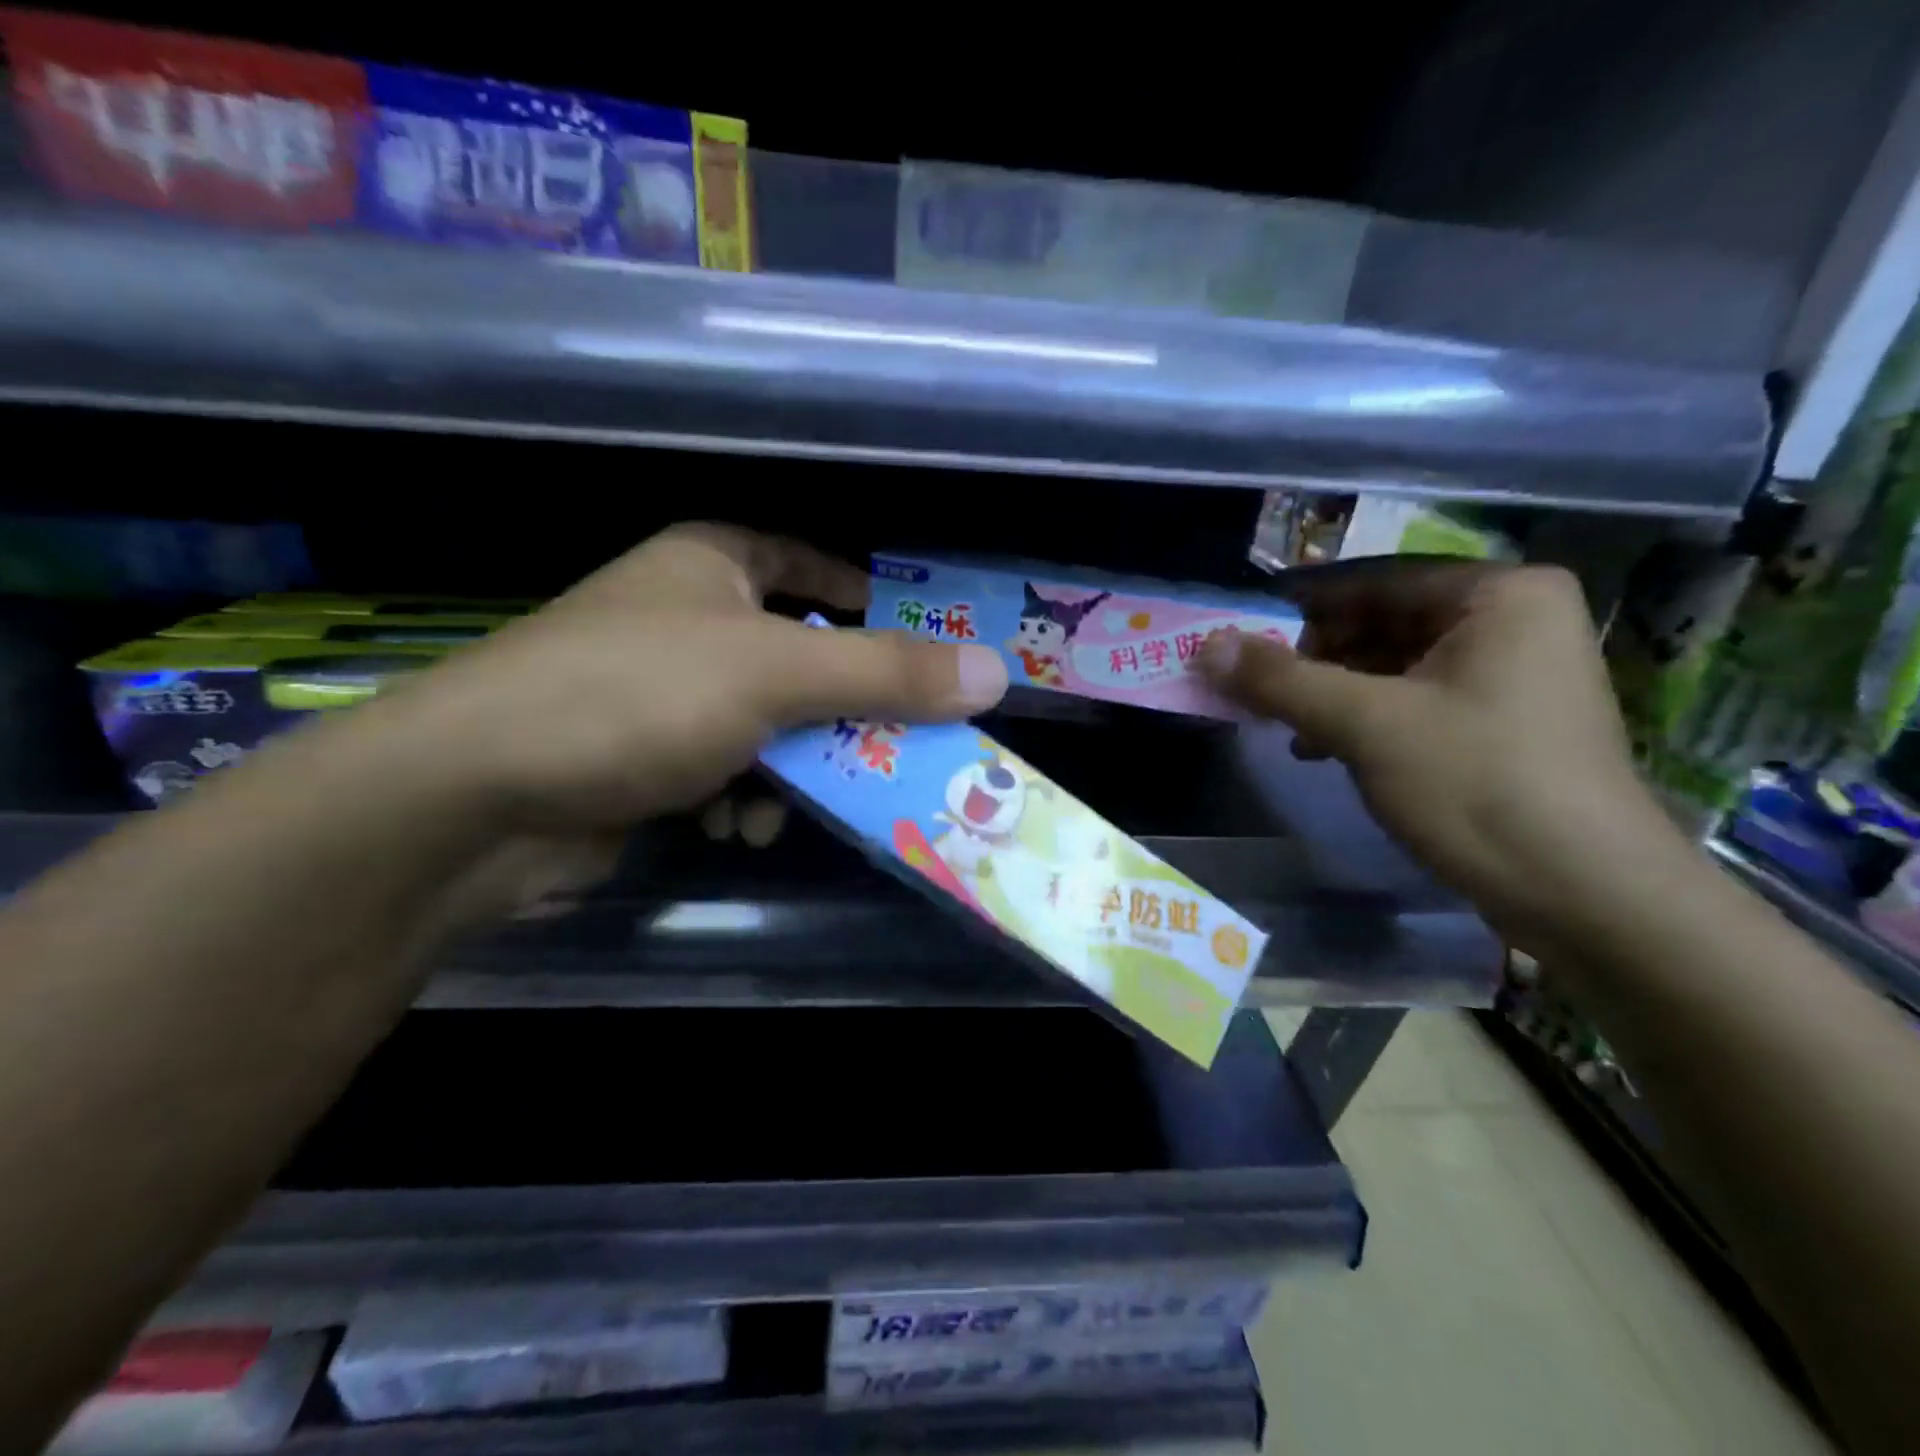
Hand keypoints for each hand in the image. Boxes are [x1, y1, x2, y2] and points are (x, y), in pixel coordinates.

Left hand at [368, 523, 1009, 833]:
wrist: (475, 797)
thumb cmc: (636, 696)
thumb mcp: (776, 675)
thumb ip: (886, 674)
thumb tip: (994, 673)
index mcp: (712, 565)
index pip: (806, 561)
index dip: (860, 593)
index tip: (917, 638)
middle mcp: (686, 618)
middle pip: (799, 656)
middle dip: (839, 712)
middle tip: (895, 747)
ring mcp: (660, 691)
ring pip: (768, 724)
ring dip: (792, 769)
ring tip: (788, 804)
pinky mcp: (641, 758)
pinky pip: (725, 768)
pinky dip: (742, 797)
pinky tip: (735, 825)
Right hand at [1199, 559, 1674, 946]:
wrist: (1589, 897)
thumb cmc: (1479, 786)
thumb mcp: (1367, 725)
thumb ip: (1282, 680)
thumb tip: (1206, 645)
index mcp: (1499, 594)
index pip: (1372, 581)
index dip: (1296, 609)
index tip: (1237, 636)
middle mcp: (1513, 620)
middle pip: (1382, 622)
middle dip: (1312, 657)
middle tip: (1253, 688)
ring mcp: (1512, 674)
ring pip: (1393, 665)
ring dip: (1331, 692)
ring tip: (1280, 724)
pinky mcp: (1502, 724)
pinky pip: (1414, 700)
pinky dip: (1364, 718)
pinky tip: (1321, 749)